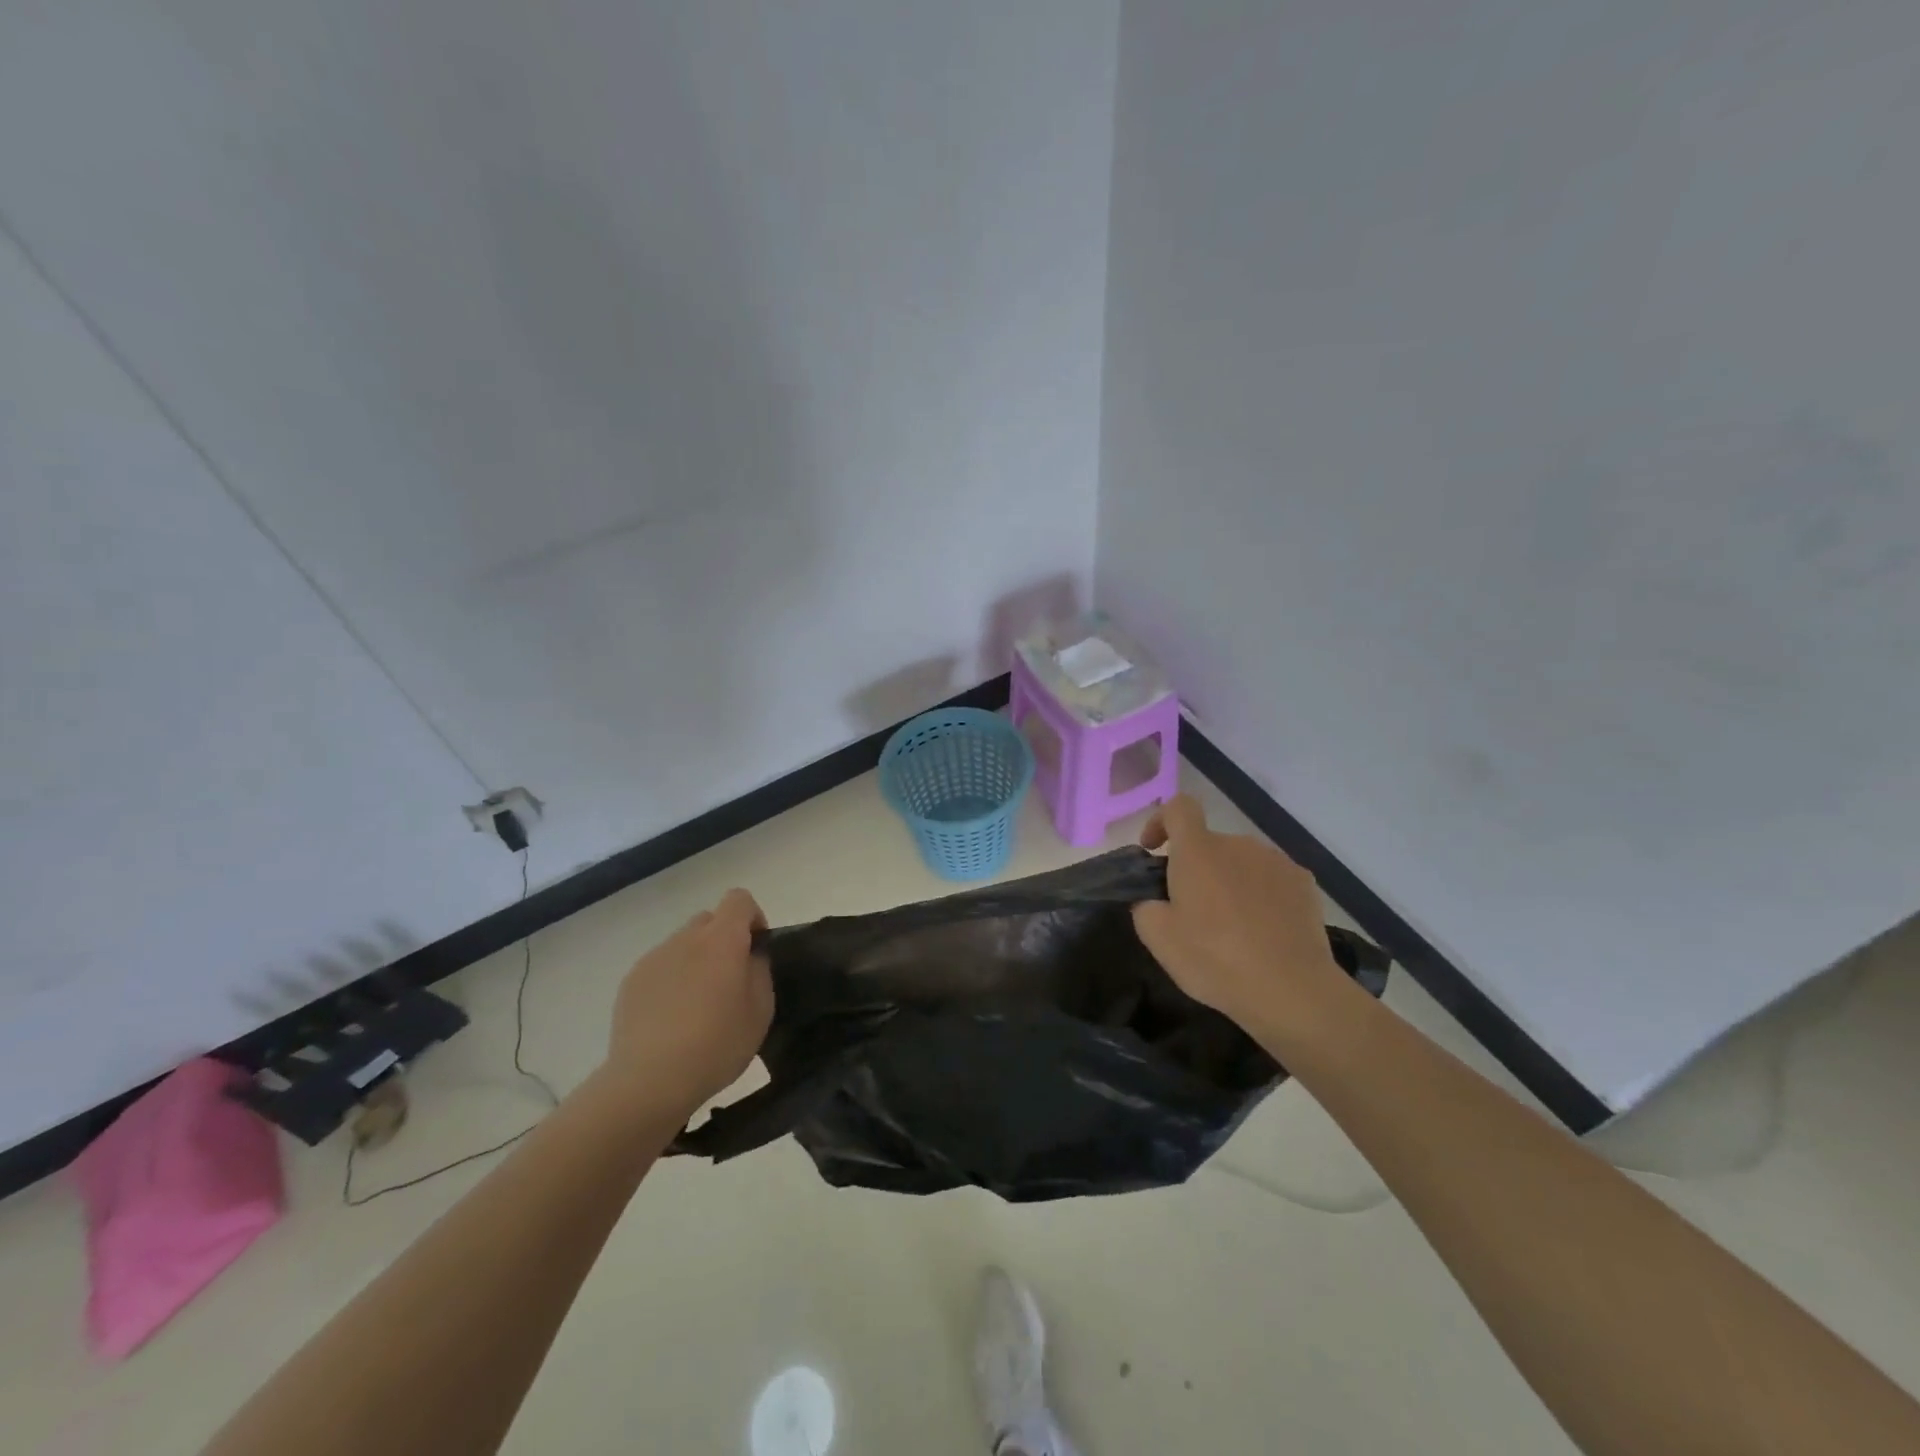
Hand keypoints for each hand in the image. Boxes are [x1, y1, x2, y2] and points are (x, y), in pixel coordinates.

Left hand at [602, 888, 771, 1121]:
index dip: (752, 917)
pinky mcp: (631, 982)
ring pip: (683, 944)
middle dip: (723, 939)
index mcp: (721, 940)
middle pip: (709, 920)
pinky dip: (671, 980)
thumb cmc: (716, 1044)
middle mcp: (686, 939)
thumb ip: (760, 971)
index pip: (739, 899)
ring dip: (696, 960)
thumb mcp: (760, 1011)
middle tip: (729, 980)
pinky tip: (671, 1019)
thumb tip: (750, 956)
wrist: (649, 1081)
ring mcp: (654, 958)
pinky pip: (660, 967)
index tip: (756, 949)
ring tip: (697, 1005)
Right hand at [1131, 795, 1352, 1041]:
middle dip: (1197, 868)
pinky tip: (1263, 931)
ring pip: (1241, 862)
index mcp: (1198, 850)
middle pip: (1209, 843)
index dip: (1161, 820)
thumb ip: (1145, 907)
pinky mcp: (1305, 884)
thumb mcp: (1159, 939)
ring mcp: (1276, 861)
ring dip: (1230, 882)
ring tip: (1232, 926)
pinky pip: (1271, 879)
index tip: (1153, 849)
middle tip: (1191, 911)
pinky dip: (1261, 896)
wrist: (1291, 990)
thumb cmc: (1215, 959)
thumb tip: (1154, 900)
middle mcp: (1238, 844)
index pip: (1178, 807)